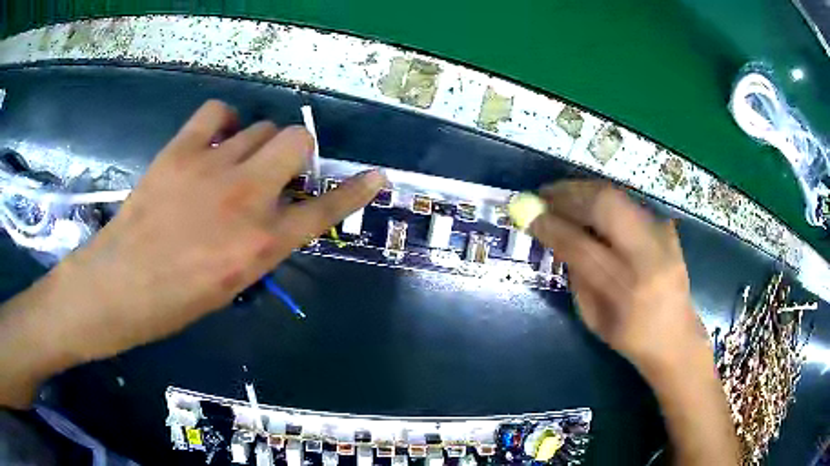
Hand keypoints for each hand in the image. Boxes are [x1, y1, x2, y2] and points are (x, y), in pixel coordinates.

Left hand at [37, 100, 385, 361]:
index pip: (324, 210)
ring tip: (232, 163)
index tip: (375, 176)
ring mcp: (213, 166)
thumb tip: (276, 214)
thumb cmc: (175, 302)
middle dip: (295, 154)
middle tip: (275, 172)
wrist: (119, 286)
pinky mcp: (182, 149)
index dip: (354, 191)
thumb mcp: (232, 284)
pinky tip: (212, 140)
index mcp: (262, 245)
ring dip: (256, 144)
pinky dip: (222, 121)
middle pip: (296, 141)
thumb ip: (262, 243)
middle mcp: (246, 198)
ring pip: (259, 127)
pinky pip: (217, 111)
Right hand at [529, 181, 708, 374]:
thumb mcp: (592, 316)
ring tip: (562, 196)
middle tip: (544, 195)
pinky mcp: (667, 227)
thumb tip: (554, 234)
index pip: (581, 246)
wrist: (676, 335)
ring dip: (583, 192)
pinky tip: (590, 208)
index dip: (552, 226)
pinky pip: (628, 204)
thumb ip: (575, 274)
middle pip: (605, 206)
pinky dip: (602, 200)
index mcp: (625, 290)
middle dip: (568, 194)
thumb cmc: (629, 336)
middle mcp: (648, 256)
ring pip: (617, 196)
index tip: (529, 215)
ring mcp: (662, 236)